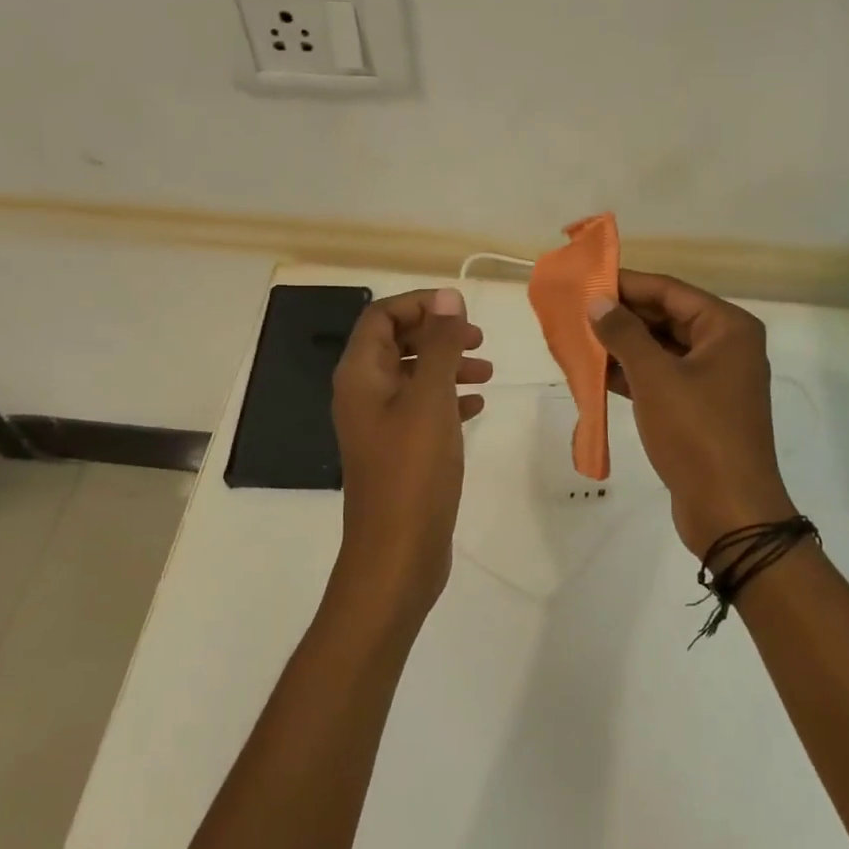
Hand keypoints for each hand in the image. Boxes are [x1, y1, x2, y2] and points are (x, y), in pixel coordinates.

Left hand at [330, 288, 491, 619]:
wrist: (397, 553)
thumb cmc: (412, 470)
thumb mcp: (430, 398)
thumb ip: (439, 344)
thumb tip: (447, 296)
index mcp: (360, 374)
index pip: (381, 316)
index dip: (420, 305)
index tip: (461, 311)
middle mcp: (363, 394)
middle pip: (398, 343)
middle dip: (438, 335)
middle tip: (479, 341)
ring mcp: (379, 424)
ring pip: (413, 377)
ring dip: (448, 366)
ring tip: (487, 373)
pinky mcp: (398, 451)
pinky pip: (422, 410)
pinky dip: (448, 400)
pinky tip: (476, 406)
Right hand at [587, 270, 796, 559]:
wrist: (729, 510)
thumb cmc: (696, 433)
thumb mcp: (655, 378)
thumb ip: (624, 334)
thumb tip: (597, 301)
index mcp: (727, 328)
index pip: (669, 291)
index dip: (627, 284)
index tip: (586, 280)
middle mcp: (726, 346)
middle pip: (667, 317)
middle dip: (622, 316)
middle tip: (576, 311)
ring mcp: (714, 379)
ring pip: (662, 349)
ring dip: (623, 346)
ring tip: (578, 338)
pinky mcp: (700, 408)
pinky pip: (662, 377)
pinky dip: (633, 374)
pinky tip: (596, 373)